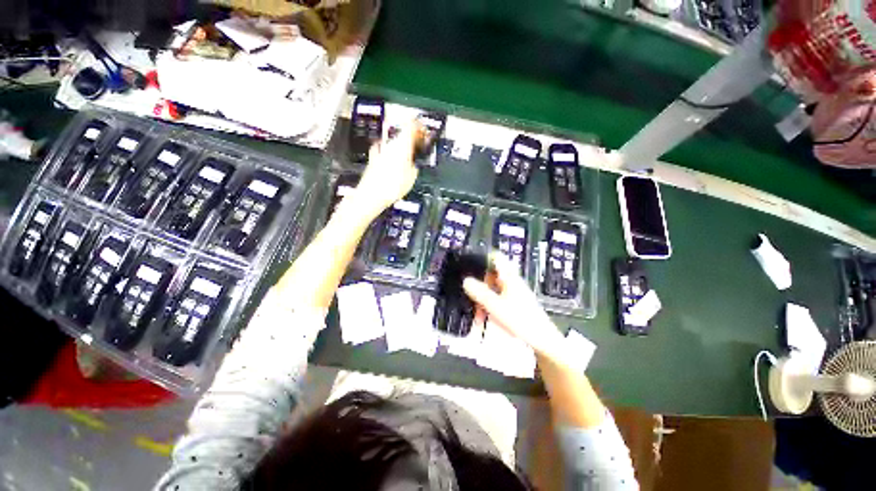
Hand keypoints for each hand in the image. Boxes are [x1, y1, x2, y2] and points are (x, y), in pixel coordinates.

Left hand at [353, 121, 420, 217]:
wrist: (372, 195)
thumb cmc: (392, 186)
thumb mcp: (412, 177)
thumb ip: (414, 165)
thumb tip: (414, 163)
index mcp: (402, 144)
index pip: (411, 125)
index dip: (419, 126)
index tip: (424, 131)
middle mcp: (390, 144)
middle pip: (403, 134)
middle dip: (411, 139)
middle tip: (418, 146)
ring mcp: (380, 150)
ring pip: (394, 143)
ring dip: (402, 147)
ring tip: (408, 158)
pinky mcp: (373, 158)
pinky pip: (385, 151)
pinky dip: (391, 154)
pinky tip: (393, 163)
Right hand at [463, 253, 565, 359]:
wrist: (542, 341)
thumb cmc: (521, 320)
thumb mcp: (495, 306)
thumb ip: (480, 292)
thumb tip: (466, 281)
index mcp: (509, 277)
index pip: (496, 258)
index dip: (483, 258)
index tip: (471, 264)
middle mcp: (512, 282)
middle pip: (491, 275)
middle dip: (479, 285)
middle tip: (471, 296)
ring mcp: (514, 293)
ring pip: (493, 290)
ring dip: (483, 299)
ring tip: (477, 314)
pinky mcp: (514, 304)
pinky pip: (498, 300)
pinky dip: (489, 307)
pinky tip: (486, 318)